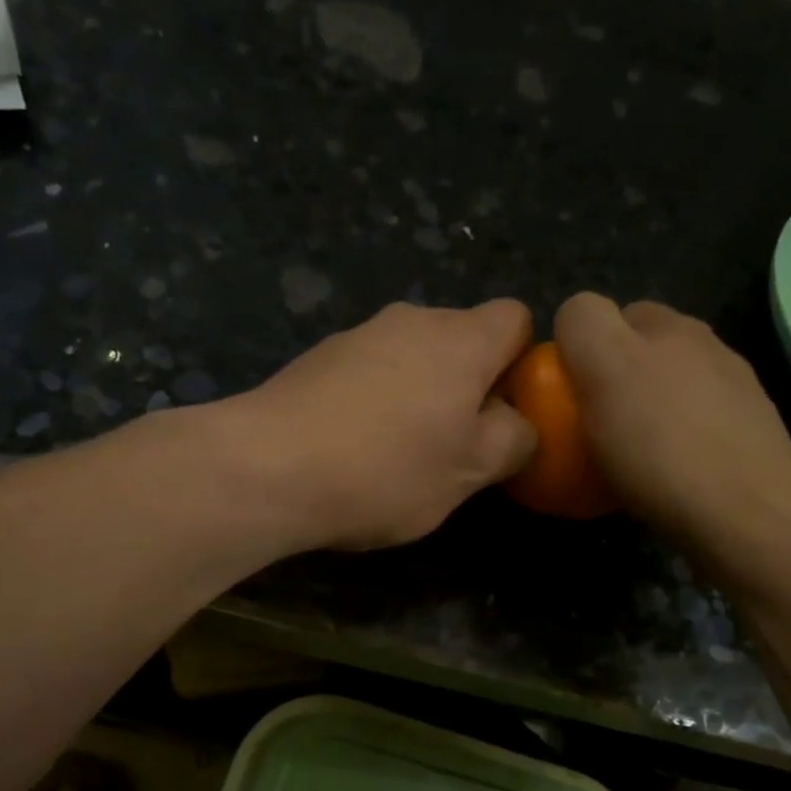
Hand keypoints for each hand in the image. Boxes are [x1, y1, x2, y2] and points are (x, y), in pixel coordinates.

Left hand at [234, 299, 536, 550]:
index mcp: (461, 338)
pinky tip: (354, 449)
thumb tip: (518, 423)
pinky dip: (375, 403)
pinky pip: (368, 374)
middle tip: (456, 447)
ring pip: (411, 359)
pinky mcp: (316, 359)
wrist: (267, 468)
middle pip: (461, 340)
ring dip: (420, 397)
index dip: (524, 363)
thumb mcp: (470, 471)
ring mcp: (357, 335)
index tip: (507, 414)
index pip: (516, 319)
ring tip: (400, 455)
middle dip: (469, 387)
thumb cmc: (386, 469)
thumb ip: (514, 440)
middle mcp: (410, 319)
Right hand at [555, 293, 790, 564]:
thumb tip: (575, 318)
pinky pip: (694, 428)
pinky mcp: (750, 438)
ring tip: (627, 455)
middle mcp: (708, 348)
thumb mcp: (606, 371)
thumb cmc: (664, 448)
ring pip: (669, 390)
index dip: (578, 347)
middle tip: (590, 424)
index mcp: (671, 327)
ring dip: (646, 410)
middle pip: (641, 351)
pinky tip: (668, 476)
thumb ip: (585, 326)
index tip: (566, 394)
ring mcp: (737, 393)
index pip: (606, 312)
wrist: (748, 520)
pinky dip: (675, 442)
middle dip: (613, 376)